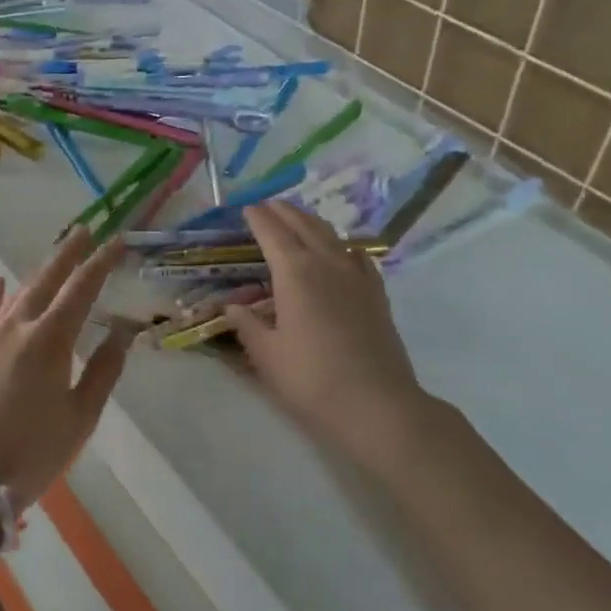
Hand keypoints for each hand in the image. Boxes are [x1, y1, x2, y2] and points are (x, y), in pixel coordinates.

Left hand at [0, 226, 132, 509]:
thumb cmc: (32, 453)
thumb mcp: (80, 417)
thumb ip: (102, 371)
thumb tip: (121, 332)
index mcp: (50, 340)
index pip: (81, 289)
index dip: (101, 263)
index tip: (117, 241)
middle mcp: (18, 328)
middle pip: (47, 280)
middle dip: (68, 253)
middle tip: (85, 229)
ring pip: (18, 295)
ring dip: (39, 272)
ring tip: (56, 254)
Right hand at [225, 202, 429, 475]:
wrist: (377, 405)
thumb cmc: (312, 380)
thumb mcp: (267, 355)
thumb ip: (247, 325)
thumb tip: (233, 306)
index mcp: (295, 272)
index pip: (272, 233)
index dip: (258, 218)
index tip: (247, 208)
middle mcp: (326, 263)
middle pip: (304, 225)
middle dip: (284, 211)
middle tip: (268, 205)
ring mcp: (357, 276)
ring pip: (332, 235)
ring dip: (311, 222)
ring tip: (298, 219)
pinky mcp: (377, 294)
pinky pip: (357, 256)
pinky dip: (342, 245)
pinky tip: (341, 251)